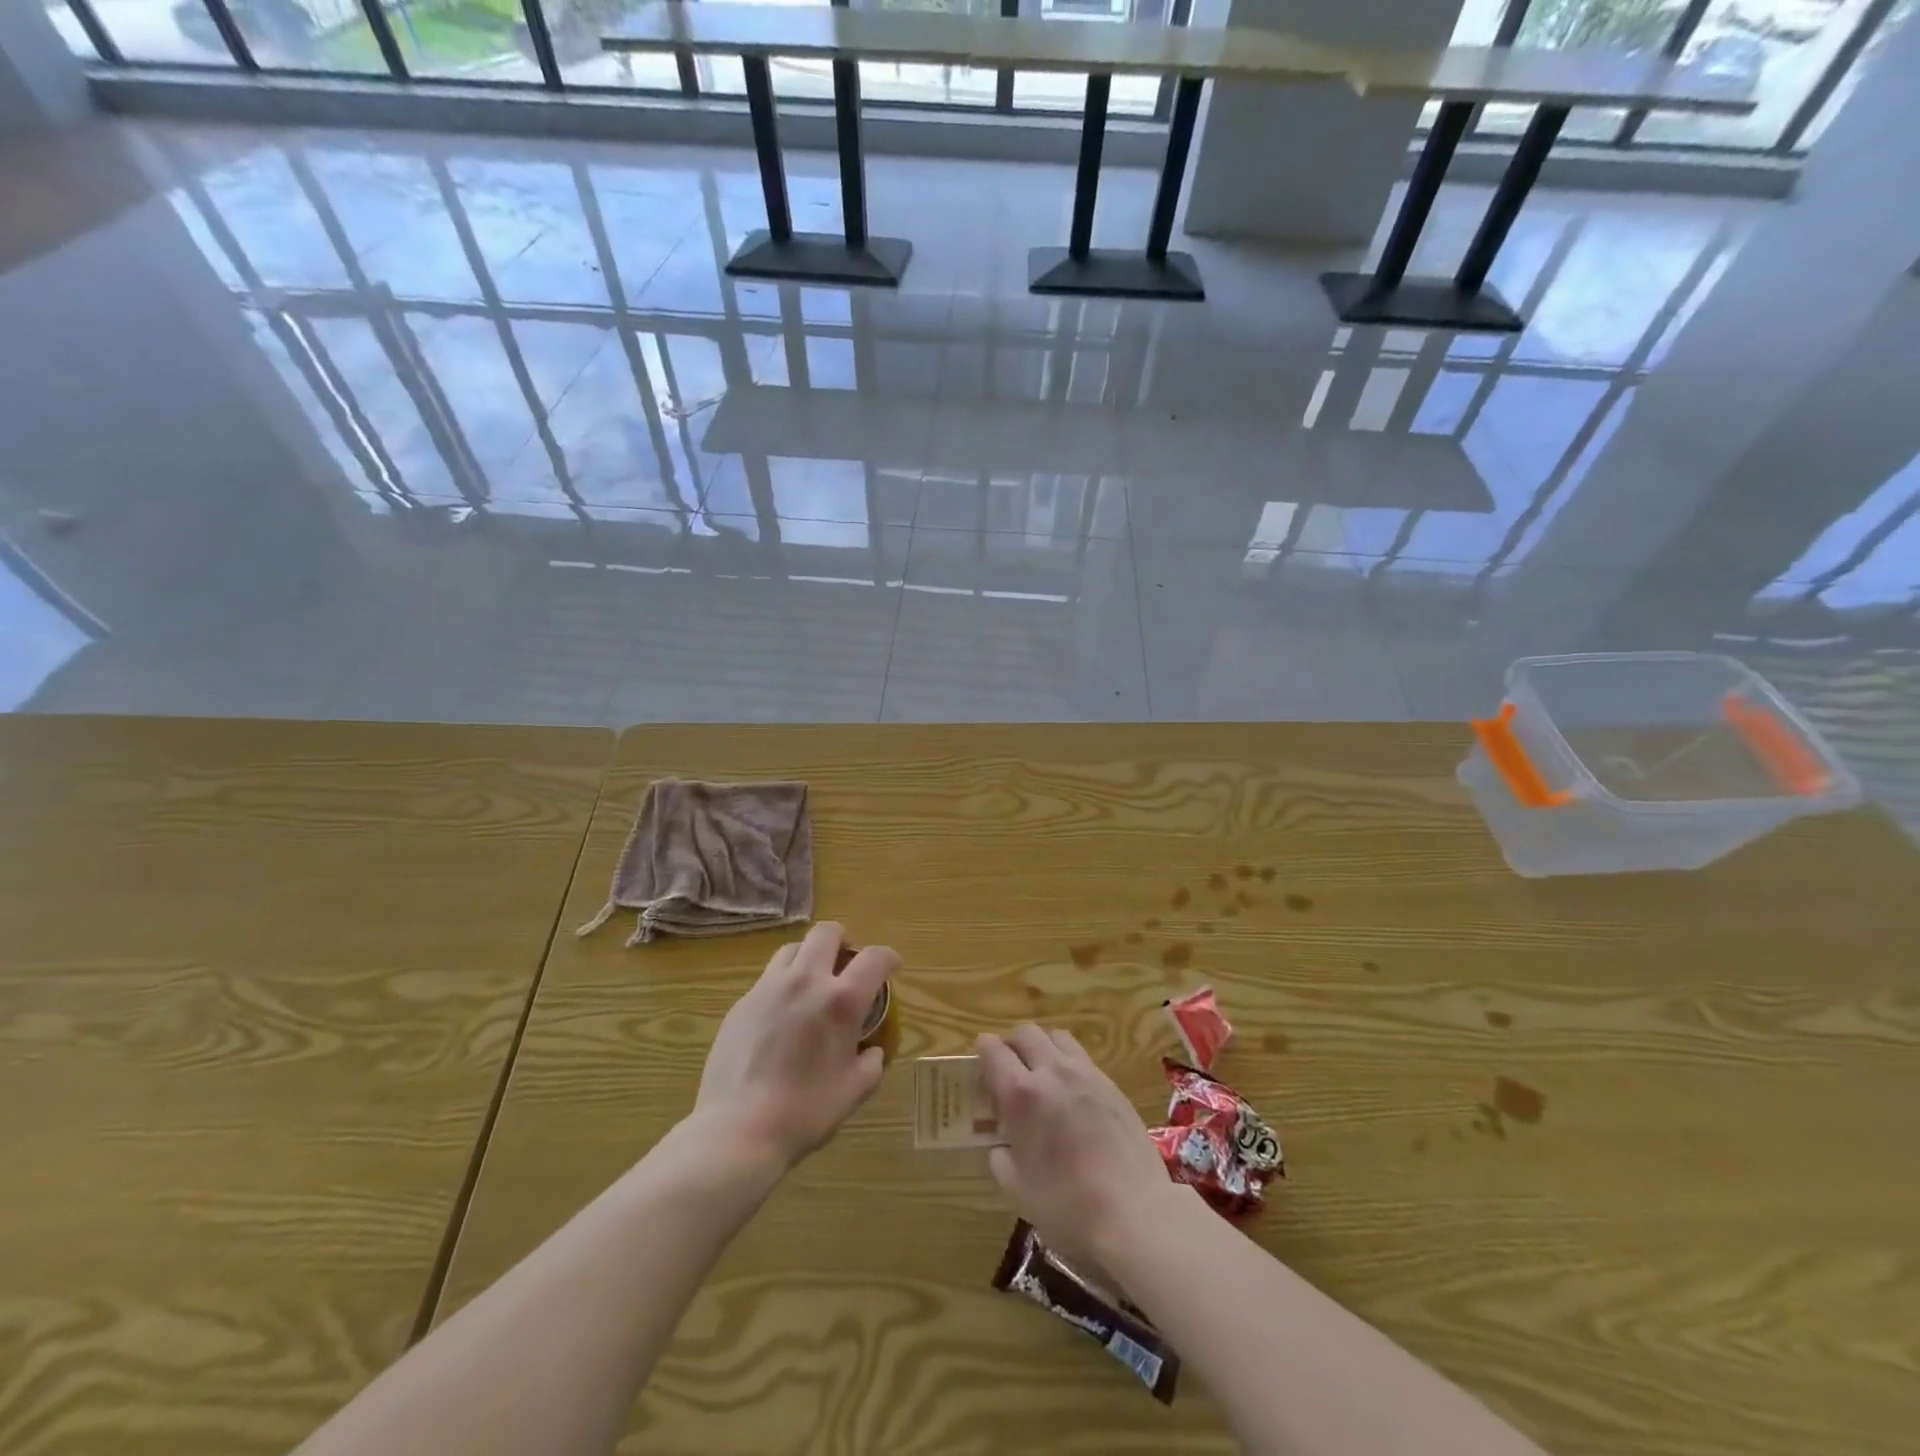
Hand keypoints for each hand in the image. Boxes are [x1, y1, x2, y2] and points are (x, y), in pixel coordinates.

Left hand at [694, 923, 894, 1172]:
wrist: (737, 1129)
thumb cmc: (805, 1112)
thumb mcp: (854, 1091)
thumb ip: (871, 1062)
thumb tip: (871, 1050)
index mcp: (841, 1000)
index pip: (874, 957)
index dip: (888, 957)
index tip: (891, 968)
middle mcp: (806, 980)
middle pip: (827, 932)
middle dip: (844, 941)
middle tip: (847, 964)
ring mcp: (769, 987)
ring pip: (794, 948)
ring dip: (810, 956)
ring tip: (813, 982)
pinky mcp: (742, 1002)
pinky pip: (768, 977)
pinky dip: (784, 983)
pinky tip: (783, 1013)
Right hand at [976, 1025, 1178, 1266]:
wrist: (1135, 1212)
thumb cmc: (1068, 1206)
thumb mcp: (1017, 1188)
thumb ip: (1000, 1156)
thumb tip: (1000, 1142)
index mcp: (1022, 1093)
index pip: (993, 1051)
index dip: (982, 1051)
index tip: (979, 1064)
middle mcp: (1052, 1071)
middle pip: (1025, 1033)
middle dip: (1011, 1044)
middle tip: (1008, 1069)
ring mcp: (1086, 1074)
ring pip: (1056, 1037)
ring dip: (1042, 1047)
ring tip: (1041, 1074)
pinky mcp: (1112, 1084)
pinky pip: (1082, 1057)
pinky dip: (1067, 1062)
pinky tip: (1070, 1092)